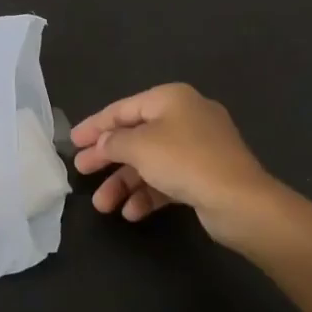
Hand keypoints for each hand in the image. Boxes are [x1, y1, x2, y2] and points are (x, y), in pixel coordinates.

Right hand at [70, 83, 277, 248]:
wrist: (239, 200)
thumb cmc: (185, 161)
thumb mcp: (140, 146)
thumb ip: (114, 142)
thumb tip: (103, 143)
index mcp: (171, 98)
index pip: (123, 109)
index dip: (95, 125)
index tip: (73, 142)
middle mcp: (186, 116)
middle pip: (136, 135)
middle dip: (108, 158)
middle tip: (82, 172)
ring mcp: (198, 147)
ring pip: (151, 161)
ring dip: (125, 183)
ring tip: (103, 206)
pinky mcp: (205, 174)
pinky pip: (168, 179)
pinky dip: (148, 193)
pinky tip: (132, 213)